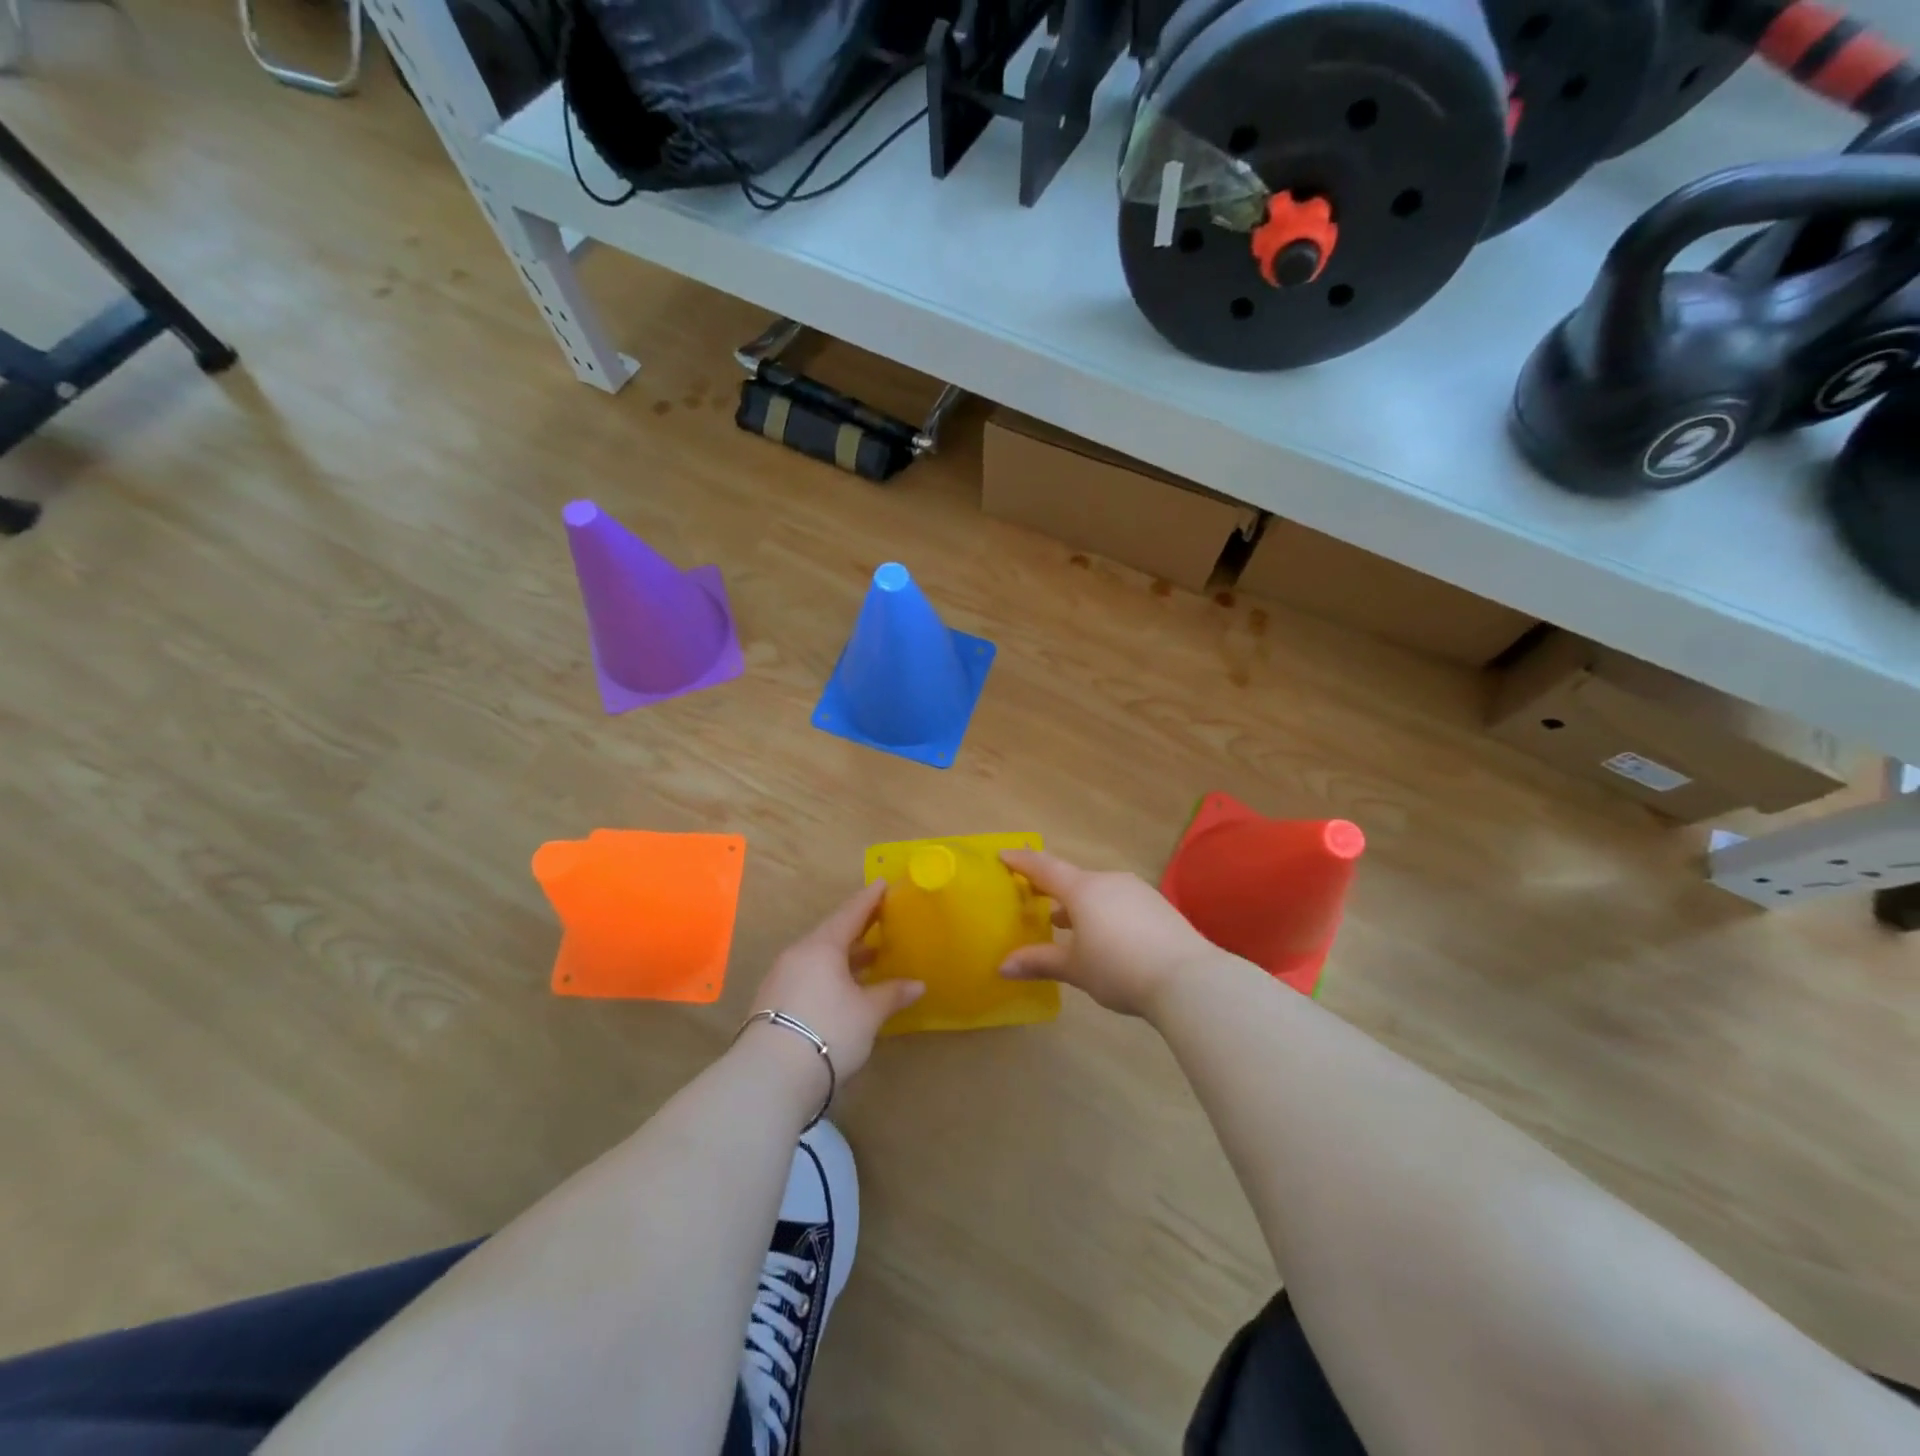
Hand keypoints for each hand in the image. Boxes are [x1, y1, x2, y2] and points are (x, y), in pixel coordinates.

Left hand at [749, 880, 923, 1080]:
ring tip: (869, 958)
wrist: (770, 1075)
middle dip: (858, 928)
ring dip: (844, 956)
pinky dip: (829, 974)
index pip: (850, 913)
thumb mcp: (868, 1013)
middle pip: (832, 934)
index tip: (882, 883)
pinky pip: (807, 975)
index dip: (869, 899)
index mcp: (822, 946)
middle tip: (880, 920)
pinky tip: (843, 989)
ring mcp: (781, 977)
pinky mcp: (773, 1001)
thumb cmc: (828, 1030)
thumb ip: (892, 994)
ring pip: (819, 957)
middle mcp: (799, 954)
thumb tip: (918, 984)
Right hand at [999, 850, 1215, 1019]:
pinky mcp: (1159, 907)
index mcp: (1082, 889)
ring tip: (1065, 923)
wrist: (1188, 979)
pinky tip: (1105, 936)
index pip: (1044, 868)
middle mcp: (1109, 881)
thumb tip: (1002, 966)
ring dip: (1079, 904)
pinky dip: (1104, 913)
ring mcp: (1137, 892)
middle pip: (1073, 879)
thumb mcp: (1075, 968)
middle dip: (1052, 889)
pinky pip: (1120, 903)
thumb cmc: (1119, 968)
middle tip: (1034, 897)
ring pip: (1099, 891)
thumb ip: (1039, 962)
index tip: (1003, 855)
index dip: (1022, 862)